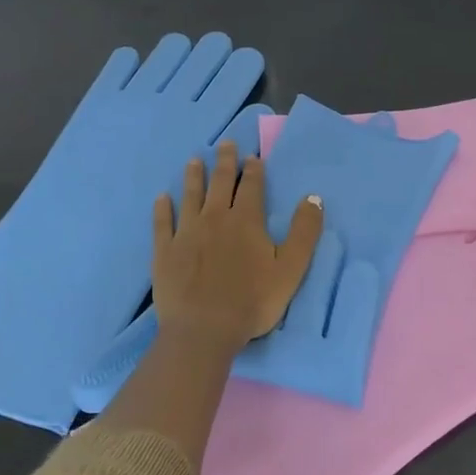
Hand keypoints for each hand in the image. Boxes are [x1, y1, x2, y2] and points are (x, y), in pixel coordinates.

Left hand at [151, 141, 323, 358]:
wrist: (204, 330)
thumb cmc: (253, 301)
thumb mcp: (291, 268)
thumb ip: (304, 231)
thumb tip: (313, 198)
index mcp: (246, 220)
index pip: (251, 186)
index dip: (253, 169)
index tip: (252, 156)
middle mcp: (215, 218)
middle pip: (220, 183)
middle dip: (224, 162)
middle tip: (225, 144)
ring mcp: (186, 233)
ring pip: (190, 196)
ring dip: (193, 177)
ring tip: (194, 160)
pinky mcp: (165, 251)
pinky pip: (163, 223)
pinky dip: (163, 209)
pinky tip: (162, 198)